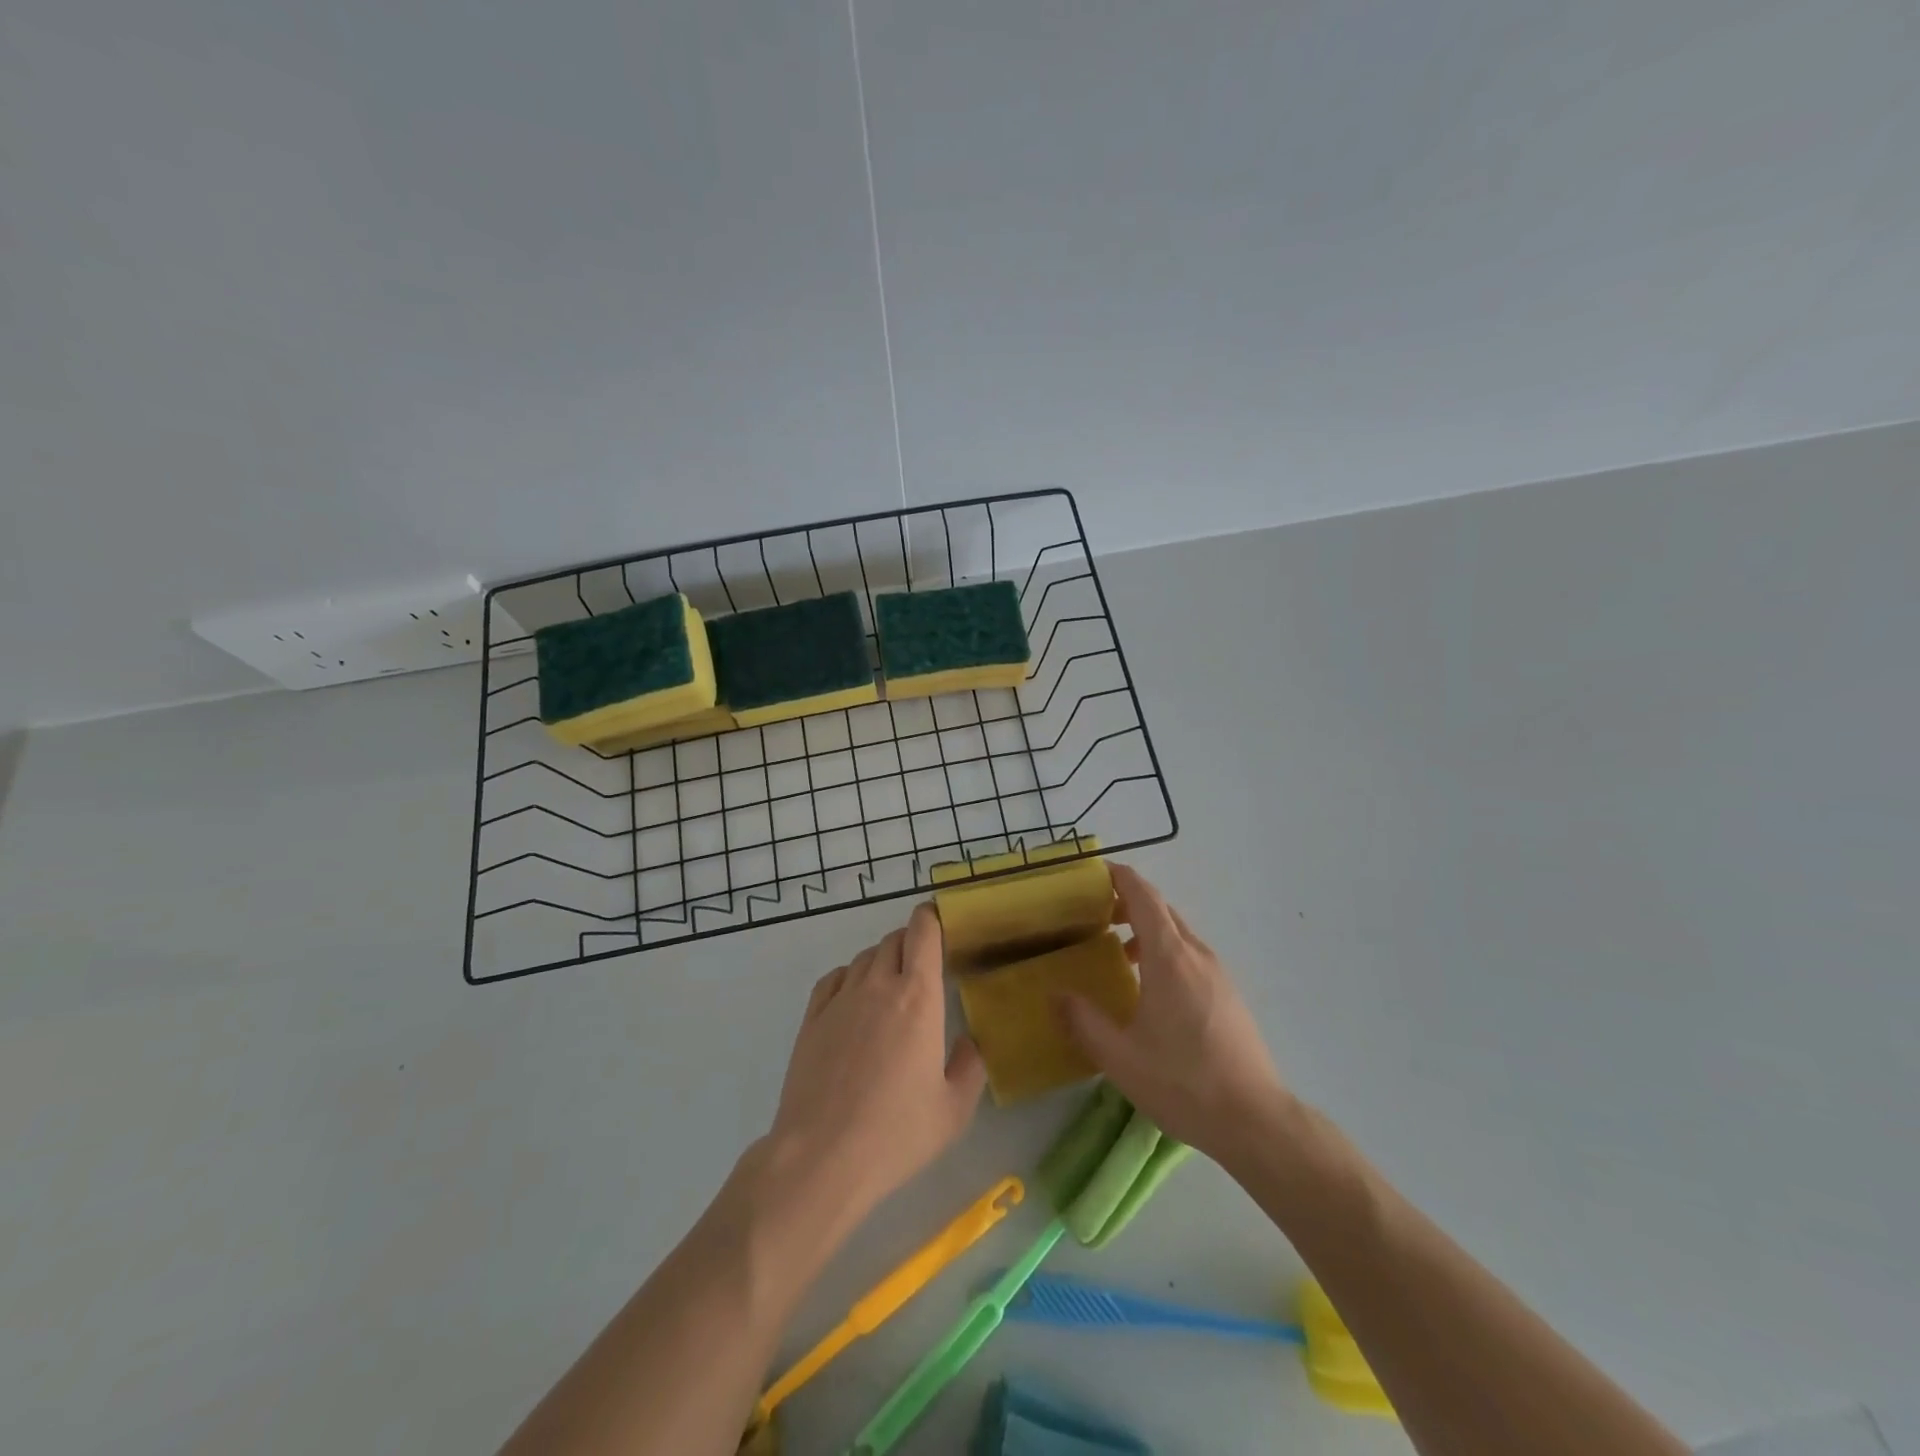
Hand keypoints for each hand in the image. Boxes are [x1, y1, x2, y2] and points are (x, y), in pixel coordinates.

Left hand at [766, 903, 987, 1218]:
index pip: (923, 933)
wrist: (821, 1157)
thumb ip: (970, 1067)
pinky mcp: (812, 1019)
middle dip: (911, 941)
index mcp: (918, 998)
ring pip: (864, 957)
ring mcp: (840, 1000)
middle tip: (924, 962)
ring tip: (892, 985)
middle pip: (894, 940)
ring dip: (882, 959)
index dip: (931, 918)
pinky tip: (855, 998)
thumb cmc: (896, 1133)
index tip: (940, 919)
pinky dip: (850, 977)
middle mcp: (879, 986)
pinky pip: (834, 979)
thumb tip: (970, 1041)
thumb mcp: (953, 1110)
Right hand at [1054, 863, 1289, 1163]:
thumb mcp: (1120, 1057)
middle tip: (1094, 913)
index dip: (1119, 877)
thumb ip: (1083, 1022)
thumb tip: (1055, 995)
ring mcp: (1218, 974)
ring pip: (1178, 934)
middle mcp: (1197, 954)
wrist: (1255, 1120)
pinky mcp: (1229, 994)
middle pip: (1162, 910)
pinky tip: (1150, 989)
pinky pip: (1191, 956)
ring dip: (1147, 930)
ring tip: (1117, 953)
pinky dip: (1165, 952)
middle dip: (1128, 902)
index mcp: (1170, 957)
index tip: (1093, 872)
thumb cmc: (1183, 1082)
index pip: (1144, 896)